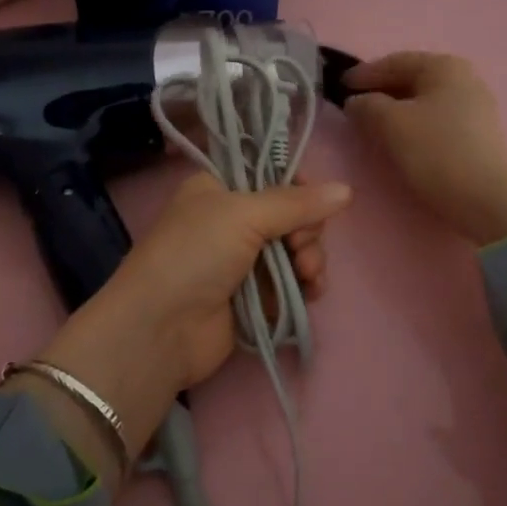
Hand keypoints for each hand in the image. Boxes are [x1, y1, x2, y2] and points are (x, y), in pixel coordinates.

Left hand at [29, 174, 350, 465]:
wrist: (160, 328)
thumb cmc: (194, 255)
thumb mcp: (242, 214)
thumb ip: (296, 203)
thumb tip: (346, 189)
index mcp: (218, 189)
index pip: (271, 177)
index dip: (299, 189)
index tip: (312, 205)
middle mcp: (230, 221)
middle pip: (290, 216)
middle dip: (306, 232)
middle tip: (301, 248)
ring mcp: (241, 262)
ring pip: (295, 251)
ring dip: (310, 260)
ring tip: (307, 275)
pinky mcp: (252, 298)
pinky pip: (291, 284)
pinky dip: (305, 286)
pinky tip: (311, 292)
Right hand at [344, 52, 506, 245]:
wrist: (487, 199)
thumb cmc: (436, 151)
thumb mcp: (391, 123)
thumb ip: (366, 105)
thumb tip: (357, 102)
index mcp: (444, 66)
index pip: (395, 61)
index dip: (364, 74)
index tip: (338, 86)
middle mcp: (463, 79)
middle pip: (411, 80)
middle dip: (380, 92)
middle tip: (352, 107)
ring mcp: (474, 107)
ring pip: (422, 102)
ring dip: (395, 111)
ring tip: (370, 126)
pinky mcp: (477, 135)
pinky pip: (434, 121)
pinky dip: (412, 125)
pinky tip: (398, 141)